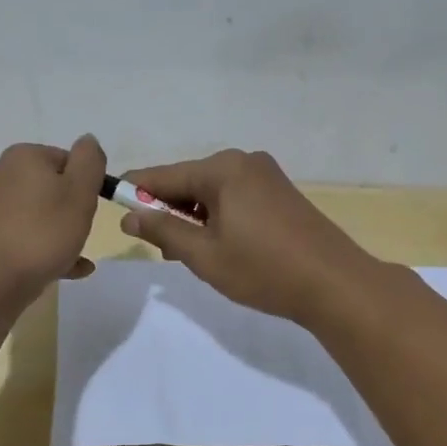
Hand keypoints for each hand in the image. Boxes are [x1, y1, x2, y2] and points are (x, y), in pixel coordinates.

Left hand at [0, 135, 106, 310]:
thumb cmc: (42, 233)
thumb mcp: (80, 191)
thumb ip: (90, 161)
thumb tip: (87, 141)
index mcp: (24, 156)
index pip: (70, 160)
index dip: (87, 185)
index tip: (90, 209)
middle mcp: (4, 174)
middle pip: (55, 188)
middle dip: (74, 211)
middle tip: (81, 233)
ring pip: (43, 215)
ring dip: (64, 234)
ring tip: (76, 257)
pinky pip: (28, 237)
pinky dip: (48, 250)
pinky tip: (68, 270)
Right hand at [115, 149, 379, 323]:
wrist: (335, 284)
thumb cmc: (263, 269)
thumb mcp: (204, 255)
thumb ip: (163, 231)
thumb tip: (130, 216)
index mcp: (222, 169)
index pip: (163, 175)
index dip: (135, 191)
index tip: (111, 204)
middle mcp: (244, 162)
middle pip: (189, 181)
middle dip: (169, 210)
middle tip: (161, 249)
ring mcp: (266, 175)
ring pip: (212, 192)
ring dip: (195, 217)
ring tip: (191, 254)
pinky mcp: (281, 192)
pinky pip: (235, 197)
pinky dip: (219, 217)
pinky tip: (220, 245)